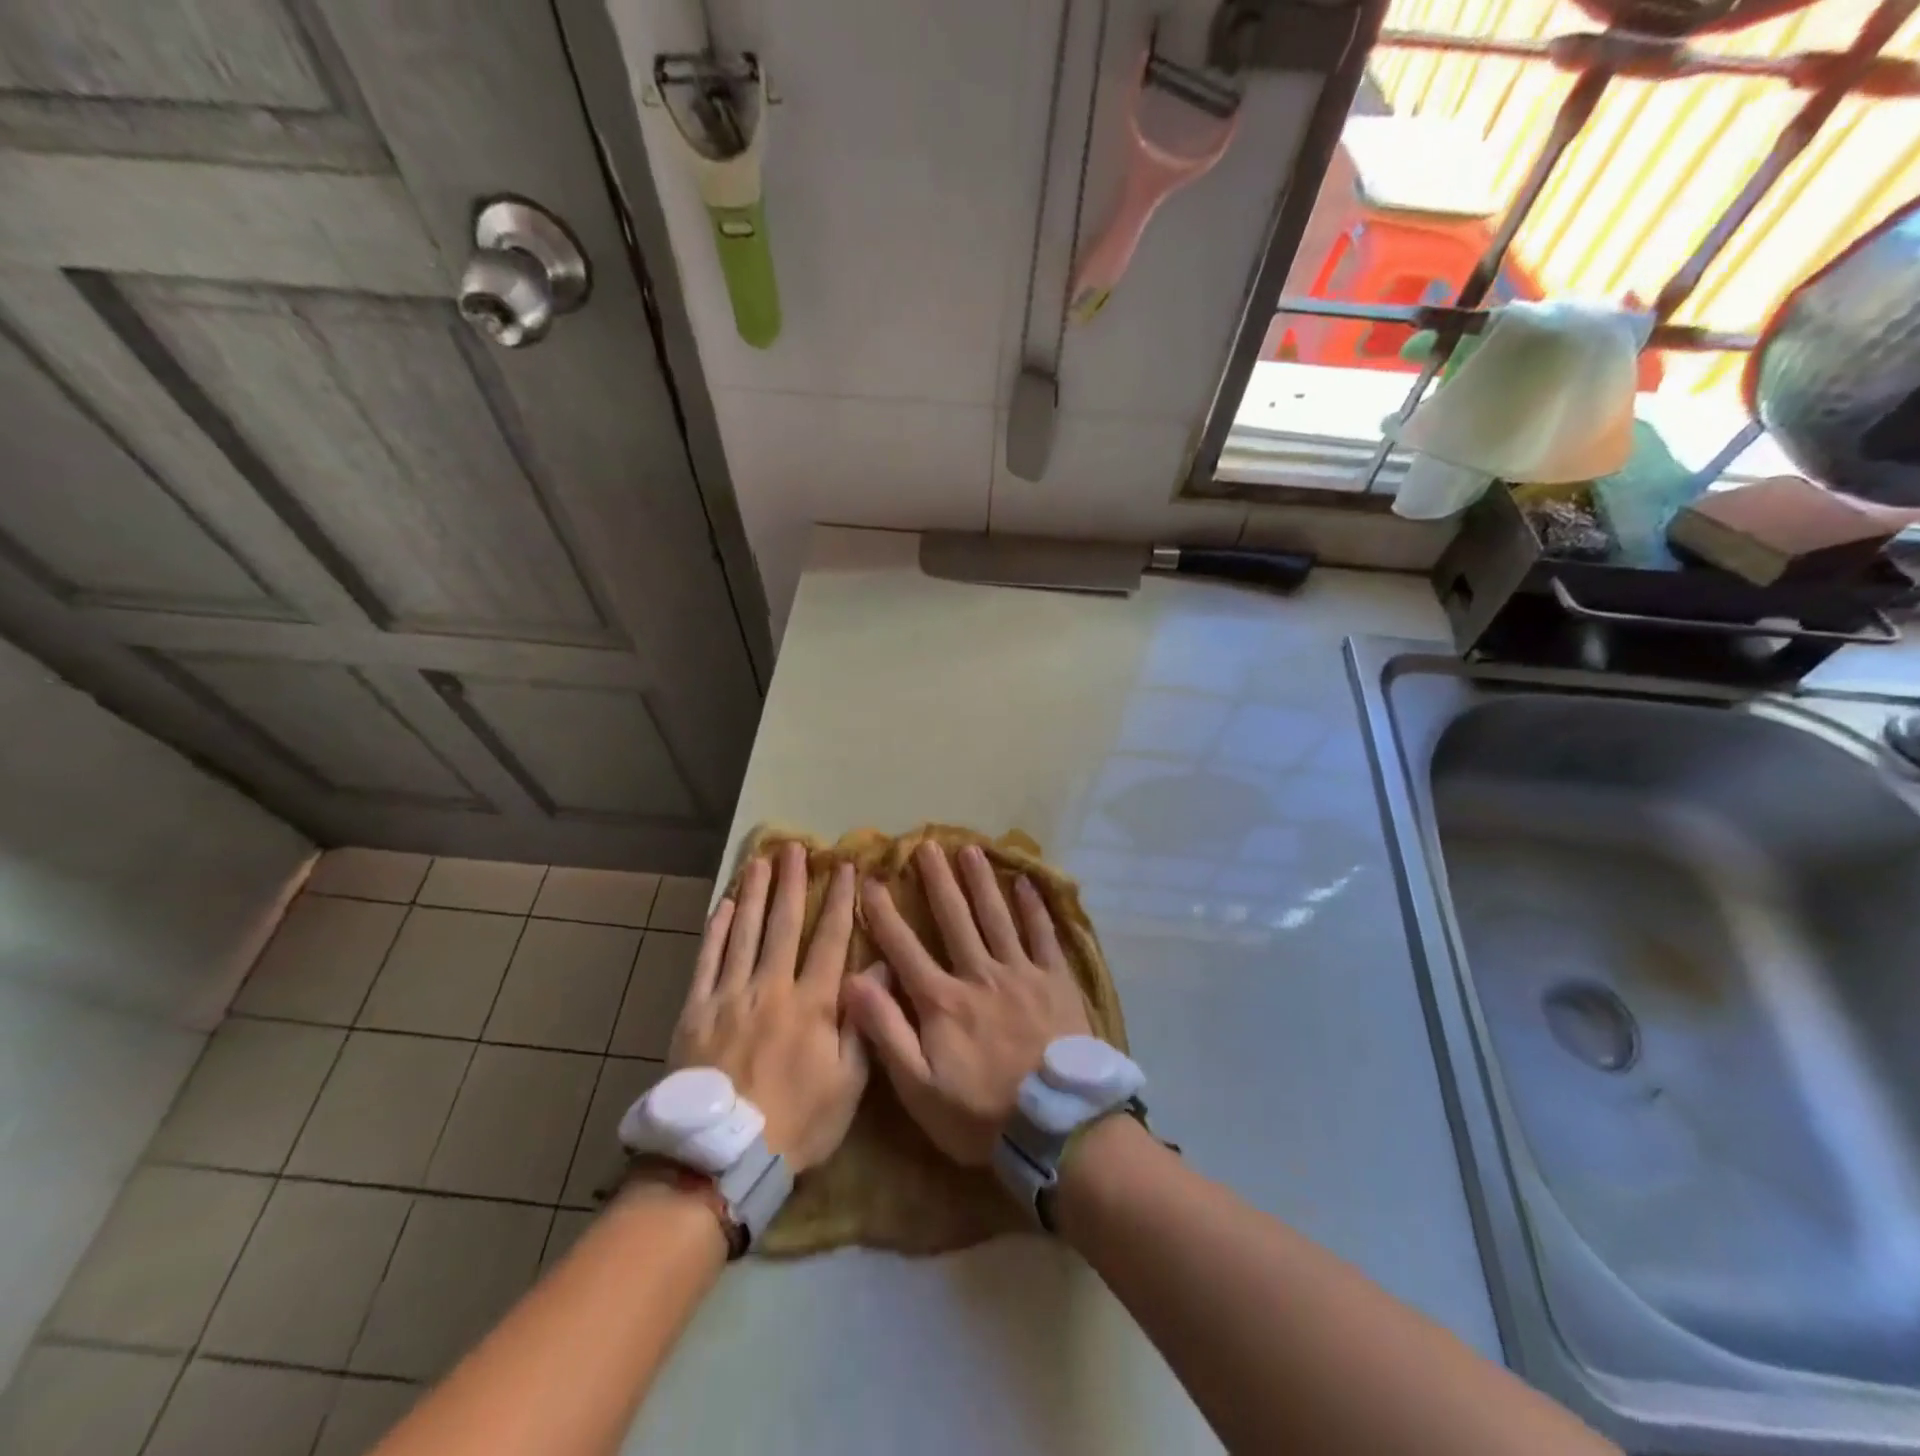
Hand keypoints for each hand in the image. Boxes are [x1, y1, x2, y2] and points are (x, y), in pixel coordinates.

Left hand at [670, 843, 865, 1173]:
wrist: (721, 1158)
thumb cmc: (797, 1122)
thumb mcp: (849, 1083)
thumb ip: (865, 1021)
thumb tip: (882, 968)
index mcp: (812, 1003)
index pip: (830, 939)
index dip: (839, 900)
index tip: (845, 867)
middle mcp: (771, 987)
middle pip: (783, 924)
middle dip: (792, 883)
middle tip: (795, 848)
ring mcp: (729, 995)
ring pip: (743, 932)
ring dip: (753, 893)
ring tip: (759, 862)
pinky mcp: (696, 1010)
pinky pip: (706, 959)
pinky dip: (715, 930)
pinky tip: (722, 906)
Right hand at [846, 841, 1091, 1165]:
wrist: (1057, 1126)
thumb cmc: (981, 1113)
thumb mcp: (919, 1087)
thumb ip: (886, 1032)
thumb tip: (852, 981)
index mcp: (943, 1001)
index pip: (905, 948)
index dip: (884, 914)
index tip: (871, 881)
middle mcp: (980, 975)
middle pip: (955, 918)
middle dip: (937, 881)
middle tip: (926, 845)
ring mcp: (1021, 973)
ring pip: (996, 916)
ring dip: (981, 881)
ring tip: (969, 849)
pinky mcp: (1056, 980)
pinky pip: (1043, 934)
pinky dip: (1034, 907)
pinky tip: (1025, 882)